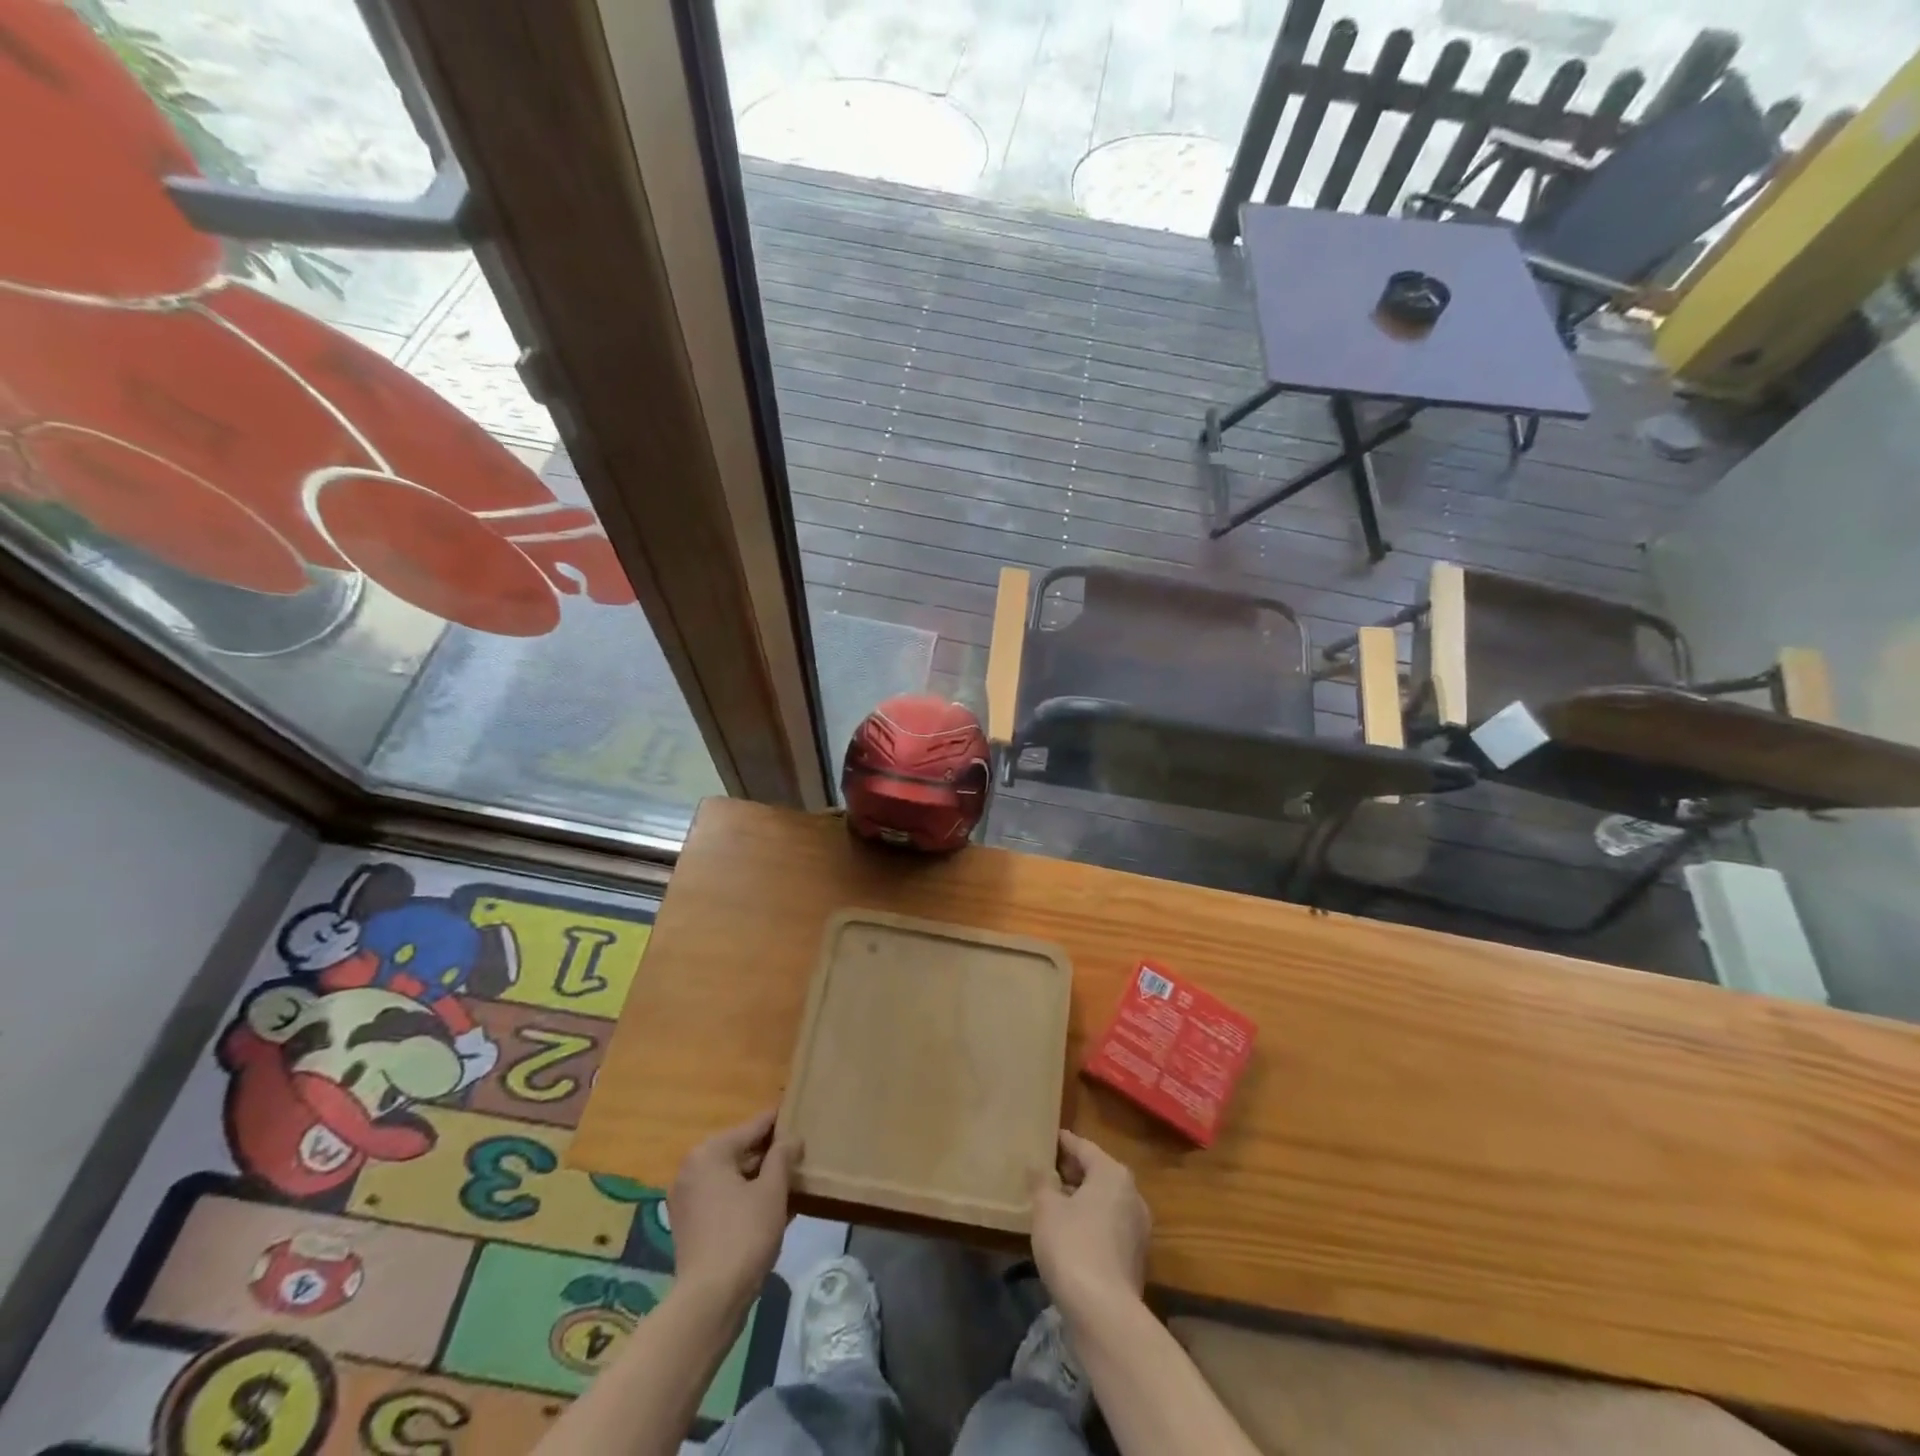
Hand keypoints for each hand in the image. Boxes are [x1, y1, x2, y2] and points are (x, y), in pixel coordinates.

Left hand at [668, 1109, 801, 1311]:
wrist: (710, 1300)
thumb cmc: (744, 1234)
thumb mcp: (772, 1190)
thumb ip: (782, 1157)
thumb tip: (791, 1139)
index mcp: (709, 1153)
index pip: (753, 1127)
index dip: (779, 1122)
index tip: (800, 1113)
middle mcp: (692, 1170)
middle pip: (741, 1151)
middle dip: (771, 1154)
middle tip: (801, 1152)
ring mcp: (688, 1199)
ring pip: (734, 1178)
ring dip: (761, 1179)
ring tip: (793, 1178)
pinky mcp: (690, 1226)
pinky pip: (725, 1199)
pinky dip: (746, 1198)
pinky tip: (775, 1206)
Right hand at [1031, 1129, 1151, 1318]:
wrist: (1105, 1314)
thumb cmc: (1073, 1247)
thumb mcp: (1046, 1209)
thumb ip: (1041, 1182)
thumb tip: (1037, 1165)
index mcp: (1112, 1174)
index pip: (1084, 1147)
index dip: (1063, 1142)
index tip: (1047, 1138)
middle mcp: (1132, 1195)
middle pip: (1097, 1173)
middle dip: (1072, 1171)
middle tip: (1045, 1169)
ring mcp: (1137, 1228)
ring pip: (1103, 1201)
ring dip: (1081, 1198)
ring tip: (1053, 1200)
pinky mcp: (1134, 1257)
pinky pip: (1108, 1225)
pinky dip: (1089, 1221)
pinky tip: (1068, 1232)